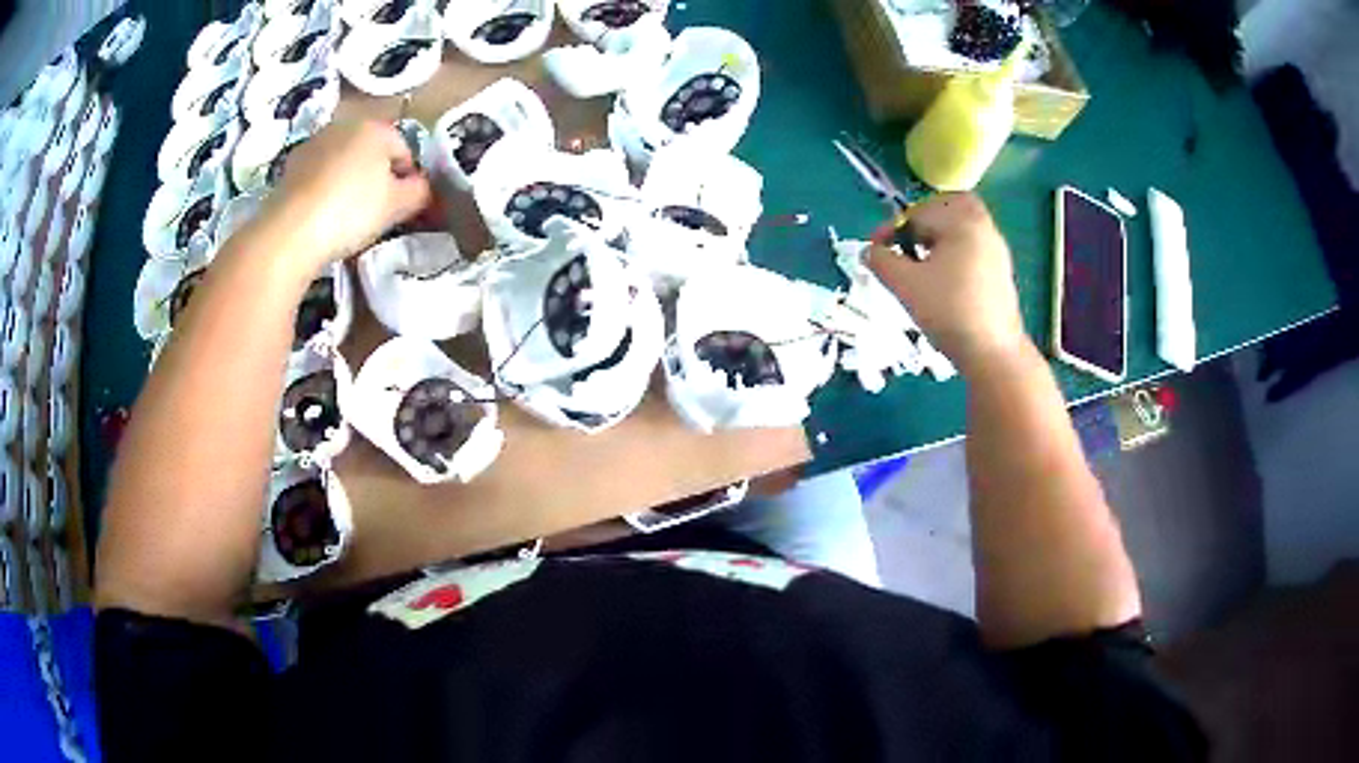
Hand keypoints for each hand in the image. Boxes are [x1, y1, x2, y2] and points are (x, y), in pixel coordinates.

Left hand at [258, 119, 431, 267]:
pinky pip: (318, 174)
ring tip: (345, 216)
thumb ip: (420, 192)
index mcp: (377, 128)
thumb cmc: (351, 212)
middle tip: (375, 212)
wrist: (290, 232)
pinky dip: (324, 188)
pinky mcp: (290, 165)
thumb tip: (423, 187)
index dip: (409, 180)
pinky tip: (321, 215)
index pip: (405, 151)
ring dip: (348, 181)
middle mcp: (345, 125)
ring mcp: (314, 143)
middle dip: (377, 176)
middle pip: (371, 152)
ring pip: (343, 161)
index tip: (403, 207)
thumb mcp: (397, 205)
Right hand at [867, 193, 1028, 373]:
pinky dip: (955, 252)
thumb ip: (881, 261)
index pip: (917, 211)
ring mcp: (996, 251)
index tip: (876, 251)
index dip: (891, 229)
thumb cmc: (948, 312)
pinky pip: (974, 247)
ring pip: (963, 227)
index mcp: (962, 221)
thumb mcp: (905, 285)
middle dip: (924, 220)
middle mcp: (983, 227)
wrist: (993, 353)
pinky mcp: (1001, 273)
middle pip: (950, 206)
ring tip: (921, 265)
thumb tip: (868, 251)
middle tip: (907, 243)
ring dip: (939, 237)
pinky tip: (943, 282)